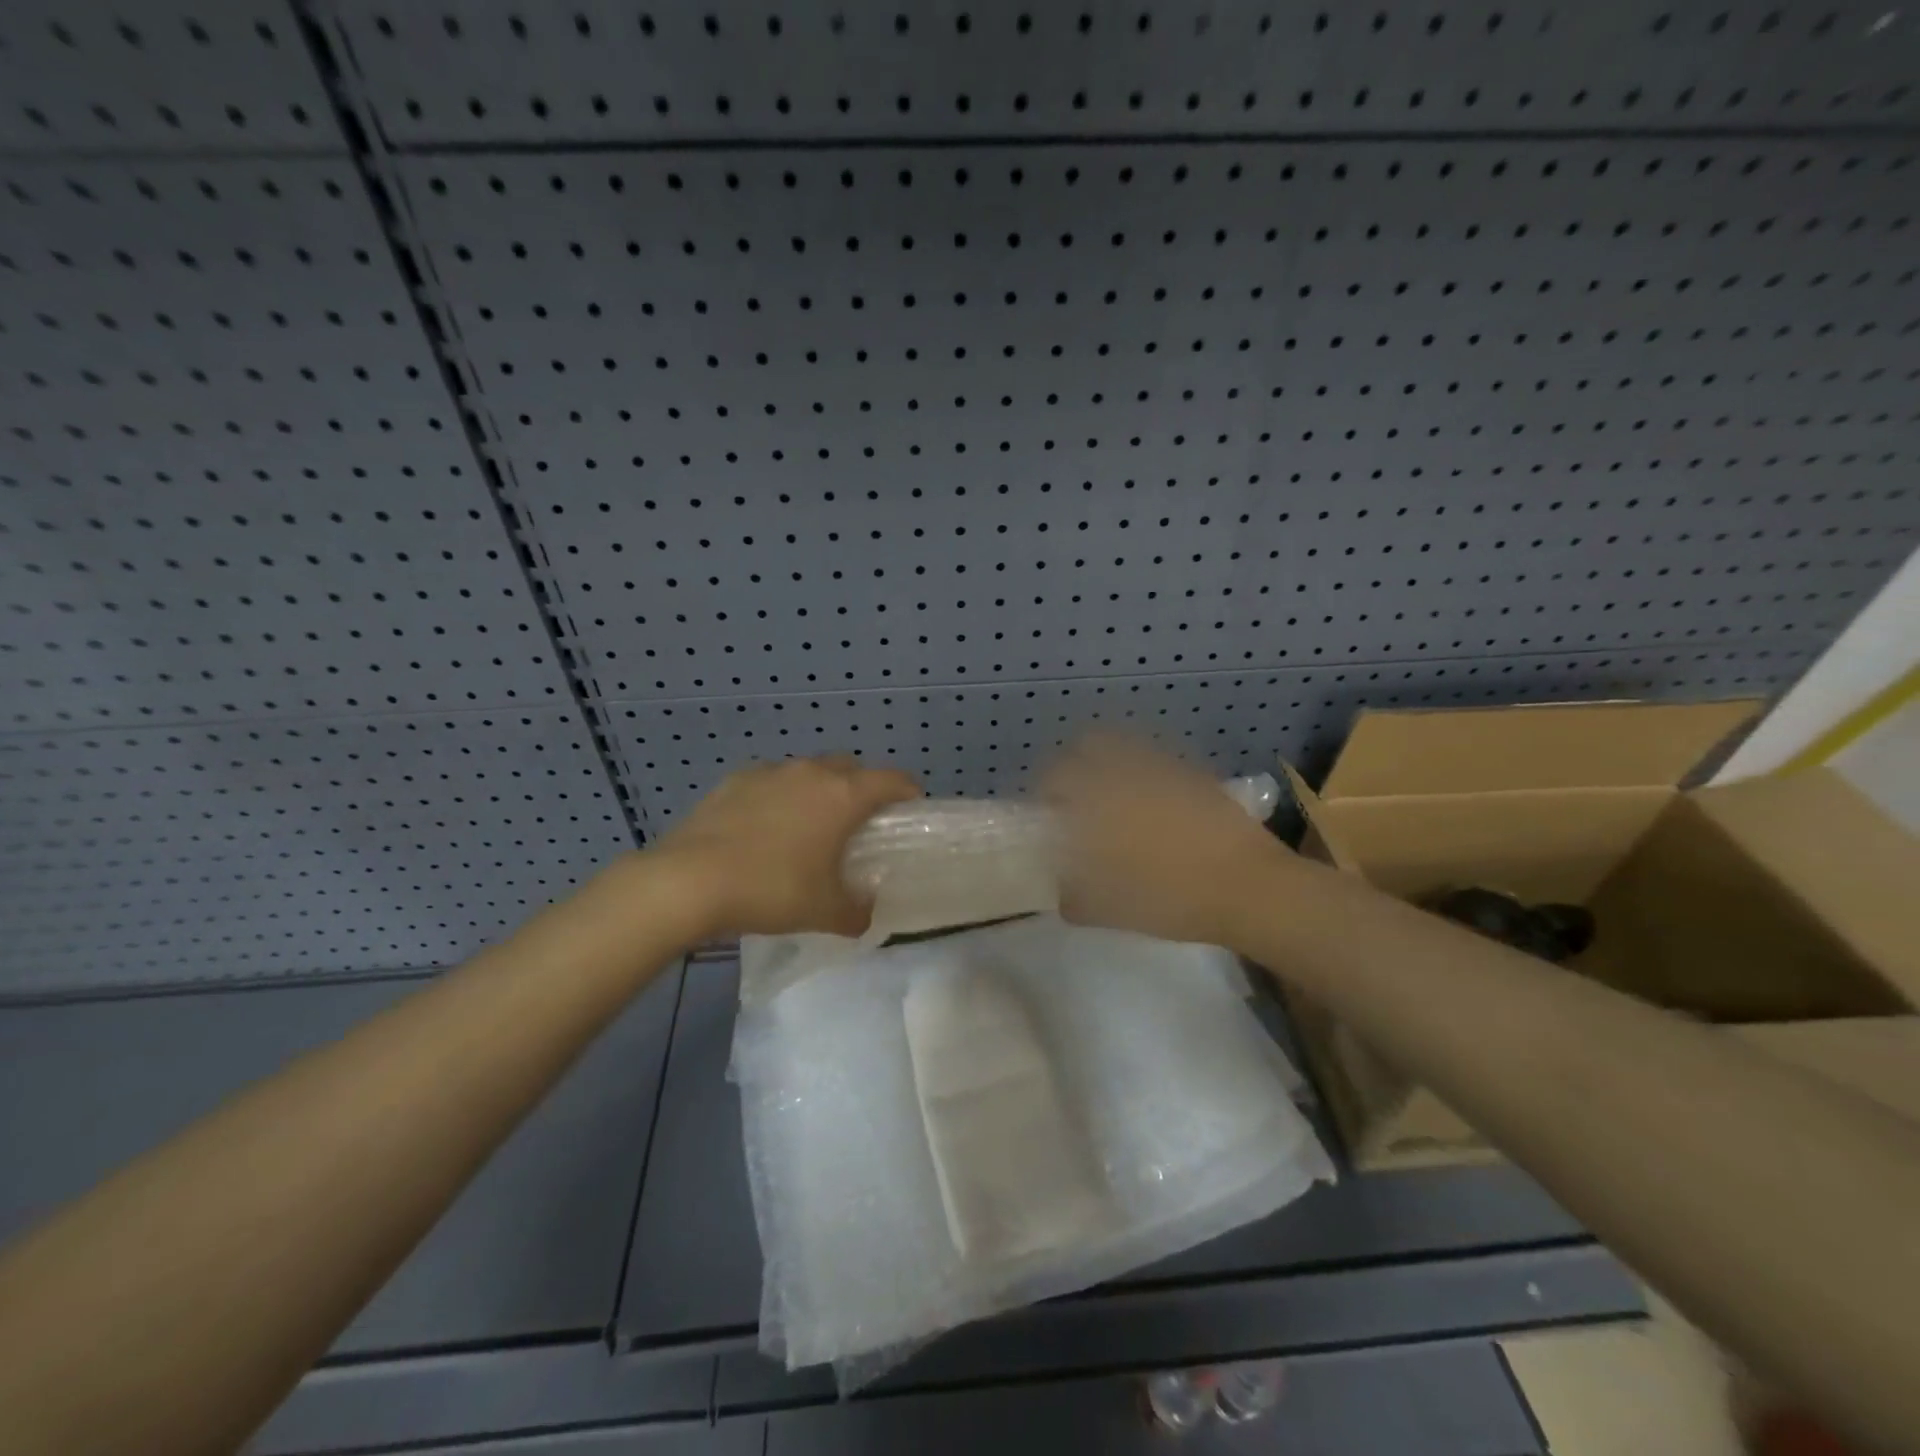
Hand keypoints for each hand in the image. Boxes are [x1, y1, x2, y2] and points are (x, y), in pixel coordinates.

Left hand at [654, 755, 921, 938]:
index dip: (908, 793)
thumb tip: (867, 911)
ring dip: (818, 791)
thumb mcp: (826, 912)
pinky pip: (771, 781)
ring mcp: (770, 772)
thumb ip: (858, 911)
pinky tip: (764, 830)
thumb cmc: (772, 890)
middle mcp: (811, 772)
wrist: (689, 881)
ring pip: (808, 771)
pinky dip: (779, 797)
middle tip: (857, 824)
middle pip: (851, 767)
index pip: (893, 780)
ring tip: (807, 828)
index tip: (909, 811)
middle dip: (861, 788)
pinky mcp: (734, 780)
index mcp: (843, 796)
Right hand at [1041, 733, 1294, 947]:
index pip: (1055, 776)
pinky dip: (1142, 770)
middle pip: (1087, 745)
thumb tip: (1062, 895)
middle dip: (1073, 764)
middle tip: (1075, 796)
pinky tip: (1152, 802)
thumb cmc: (1172, 900)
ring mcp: (1163, 767)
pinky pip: (1156, 759)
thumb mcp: (1112, 912)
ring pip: (1123, 745)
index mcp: (1098, 799)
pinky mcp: (1194, 772)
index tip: (1046, 812)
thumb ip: (1076, 899)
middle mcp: (1126, 771)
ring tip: (1111, 793)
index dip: (1044, 790)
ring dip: (1107, 761)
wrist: (1250, 888)